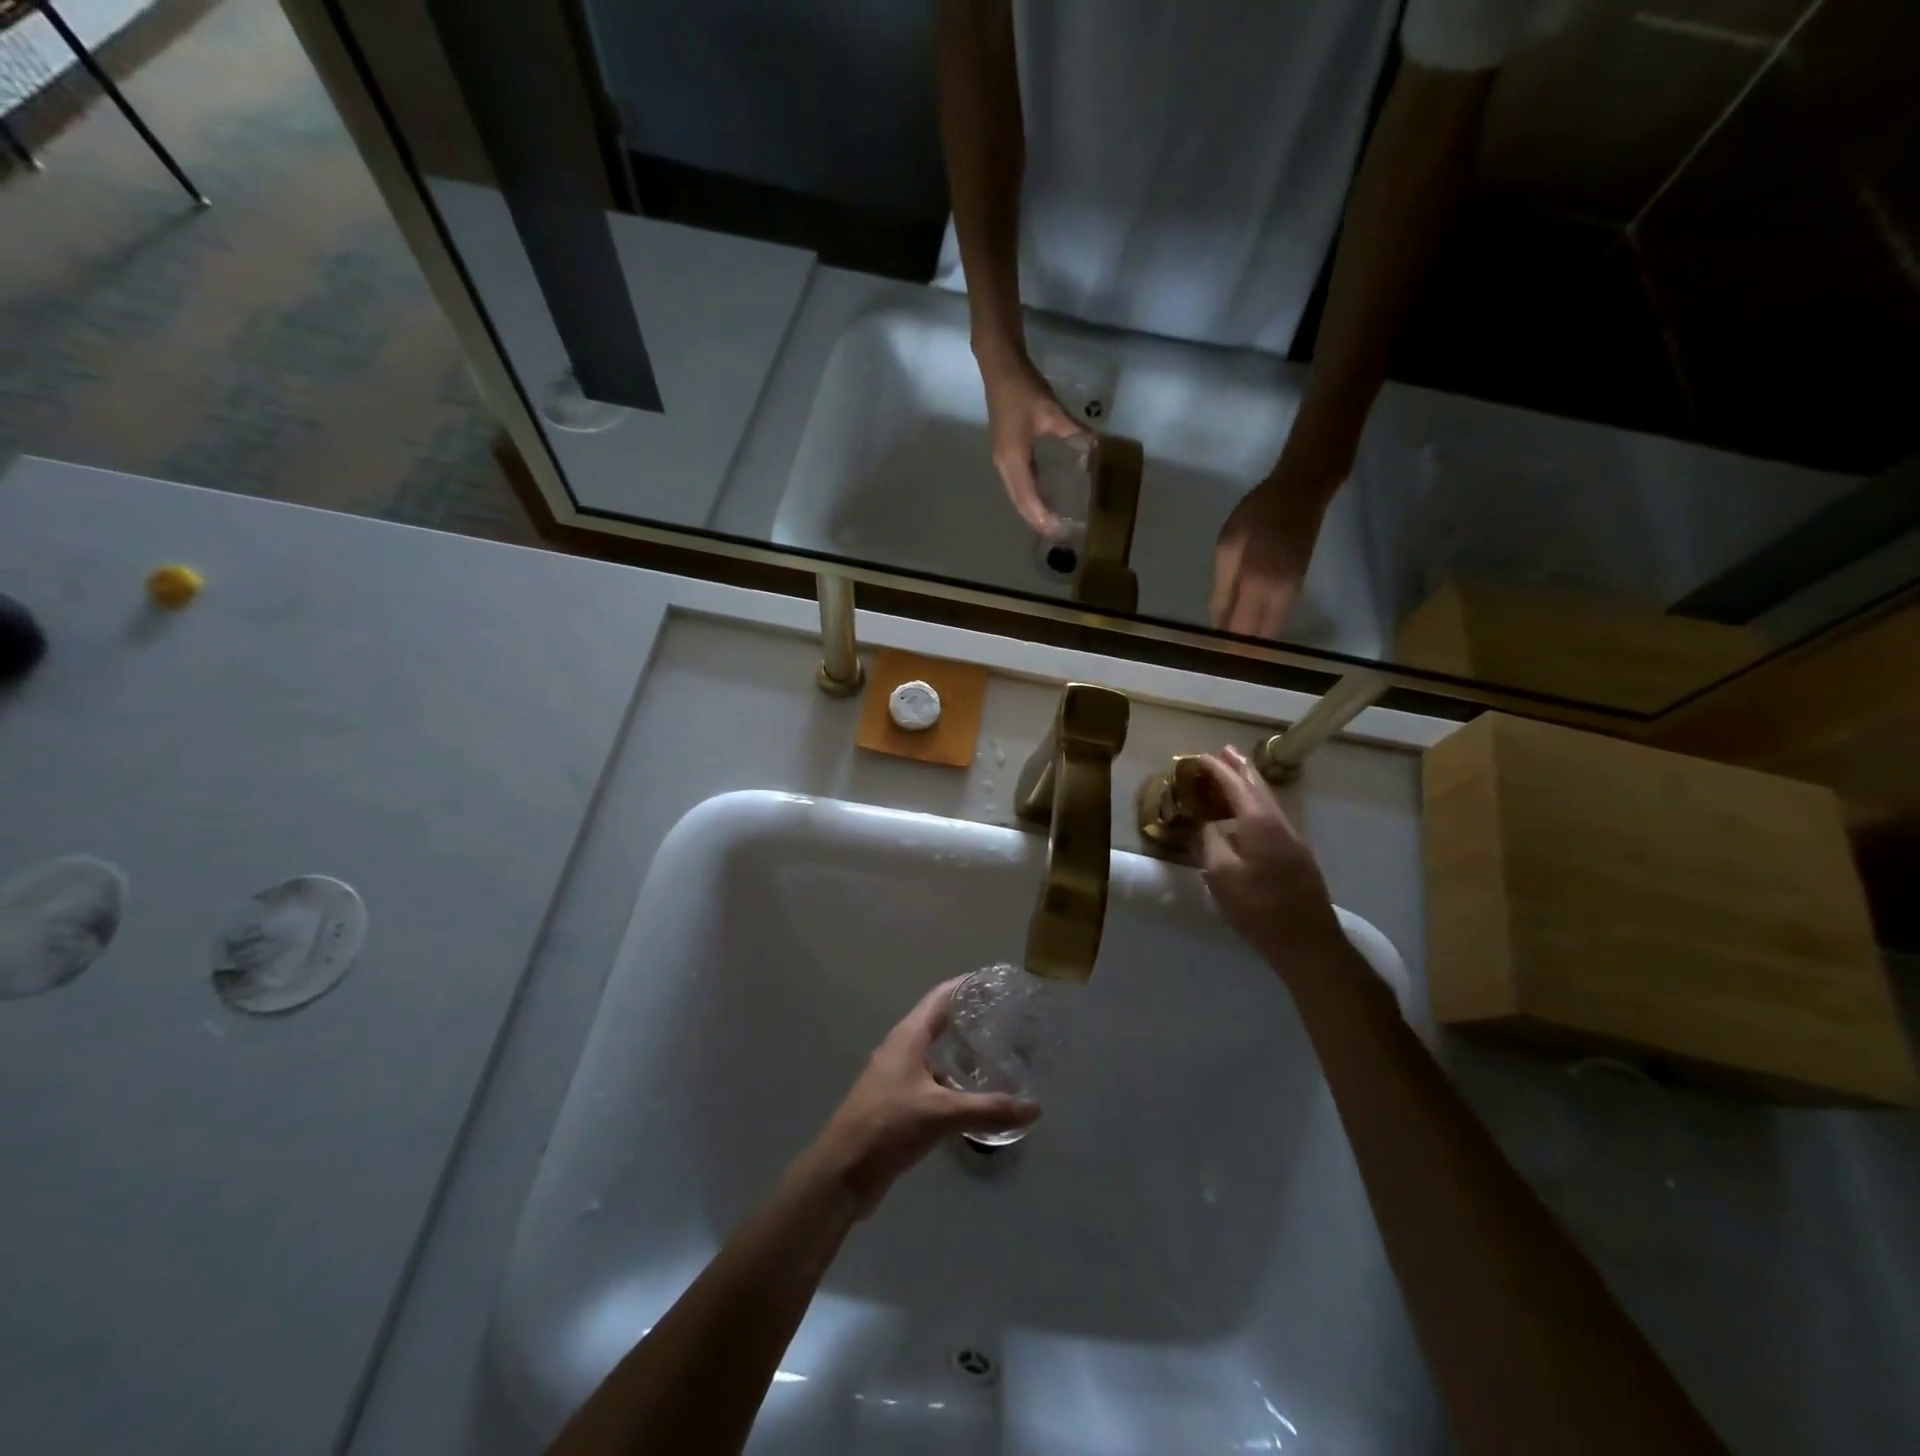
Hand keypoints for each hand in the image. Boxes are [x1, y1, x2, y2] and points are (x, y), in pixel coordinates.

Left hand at [806, 978, 1038, 1216]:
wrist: (842, 1172)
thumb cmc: (887, 1126)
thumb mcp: (941, 1114)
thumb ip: (988, 1110)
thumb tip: (1034, 1109)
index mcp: (907, 1037)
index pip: (940, 997)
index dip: (965, 985)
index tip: (995, 982)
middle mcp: (901, 1049)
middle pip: (938, 1023)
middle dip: (968, 1019)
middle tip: (1005, 1020)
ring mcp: (897, 1077)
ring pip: (935, 1056)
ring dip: (961, 1054)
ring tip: (997, 1055)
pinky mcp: (897, 1104)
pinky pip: (931, 1082)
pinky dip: (953, 1083)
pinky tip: (974, 1097)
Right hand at [979, 351, 1092, 534]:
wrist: (1000, 367)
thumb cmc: (1023, 389)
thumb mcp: (1052, 411)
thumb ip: (1074, 431)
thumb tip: (1097, 447)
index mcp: (1013, 459)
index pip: (1027, 497)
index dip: (1041, 516)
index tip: (1056, 530)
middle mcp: (1004, 465)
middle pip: (1019, 502)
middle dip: (1036, 520)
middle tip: (1057, 535)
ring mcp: (1003, 459)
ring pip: (1017, 494)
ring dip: (1032, 510)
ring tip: (1051, 523)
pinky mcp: (1006, 453)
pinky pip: (1018, 483)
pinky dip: (1030, 495)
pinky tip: (1044, 498)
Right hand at [1193, 748, 1349, 973]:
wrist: (1306, 940)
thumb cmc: (1257, 906)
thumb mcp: (1221, 874)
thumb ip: (1211, 842)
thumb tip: (1209, 824)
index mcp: (1258, 821)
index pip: (1234, 785)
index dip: (1216, 769)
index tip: (1199, 757)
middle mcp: (1278, 822)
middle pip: (1258, 786)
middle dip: (1240, 768)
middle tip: (1224, 751)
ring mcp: (1292, 837)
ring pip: (1269, 801)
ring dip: (1250, 784)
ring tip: (1236, 772)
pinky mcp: (1297, 854)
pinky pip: (1273, 816)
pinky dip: (1257, 803)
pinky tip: (1250, 811)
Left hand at [1209, 465, 1339, 639]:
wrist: (1302, 492)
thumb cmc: (1257, 514)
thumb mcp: (1227, 548)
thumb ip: (1221, 589)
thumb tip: (1217, 623)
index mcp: (1257, 586)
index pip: (1241, 632)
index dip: (1226, 646)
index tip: (1210, 654)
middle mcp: (1279, 597)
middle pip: (1260, 638)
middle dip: (1241, 648)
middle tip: (1218, 651)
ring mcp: (1293, 593)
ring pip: (1272, 630)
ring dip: (1252, 637)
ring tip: (1228, 638)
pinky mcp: (1298, 587)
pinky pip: (1278, 617)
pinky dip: (1262, 624)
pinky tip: (1245, 619)